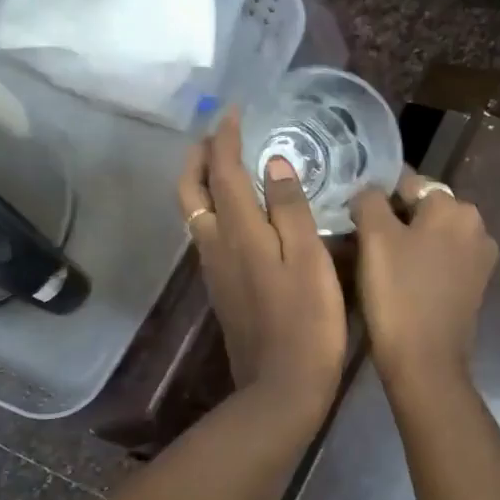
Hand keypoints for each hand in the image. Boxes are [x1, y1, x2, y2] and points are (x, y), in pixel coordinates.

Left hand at [178, 112, 346, 417]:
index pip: (223, 171)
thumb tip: (274, 164)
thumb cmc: (307, 321)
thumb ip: (290, 209)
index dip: (225, 138)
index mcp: (238, 231)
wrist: (281, 387)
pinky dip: (214, 208)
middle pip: (191, 190)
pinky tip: (239, 211)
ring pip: (194, 212)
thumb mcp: (309, 259)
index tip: (233, 112)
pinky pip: (207, 233)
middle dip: (199, 156)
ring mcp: (214, 269)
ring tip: (227, 164)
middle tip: (218, 134)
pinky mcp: (221, 288)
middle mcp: (215, 244)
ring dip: (203, 181)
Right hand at [351, 169, 498, 389]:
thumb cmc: (397, 294)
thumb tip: (369, 192)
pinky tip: (399, 281)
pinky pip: (441, 260)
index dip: (376, 196)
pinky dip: (420, 263)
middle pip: (422, 209)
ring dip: (406, 242)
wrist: (425, 361)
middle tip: (361, 241)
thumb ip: (369, 200)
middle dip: (393, 219)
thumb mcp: (374, 237)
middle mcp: (476, 226)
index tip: (353, 215)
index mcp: (455, 207)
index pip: (408, 182)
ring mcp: (479, 258)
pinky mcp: (474, 285)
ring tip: (376, 262)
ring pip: (431, 236)